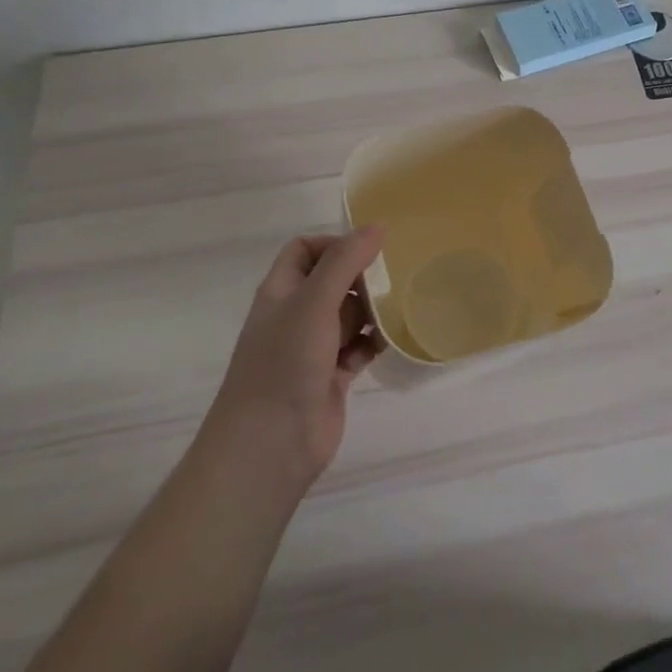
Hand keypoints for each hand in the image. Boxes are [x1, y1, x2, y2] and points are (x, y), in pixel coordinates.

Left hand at [208, 227, 384, 488]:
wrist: (271, 444)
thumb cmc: (286, 363)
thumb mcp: (314, 302)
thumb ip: (344, 262)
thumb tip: (376, 227)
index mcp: (280, 291)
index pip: (304, 250)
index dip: (333, 244)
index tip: (368, 251)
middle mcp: (294, 315)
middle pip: (331, 281)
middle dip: (361, 278)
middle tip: (394, 279)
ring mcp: (312, 348)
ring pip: (348, 315)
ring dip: (372, 310)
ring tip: (400, 307)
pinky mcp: (331, 376)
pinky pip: (358, 348)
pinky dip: (374, 342)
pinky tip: (394, 340)